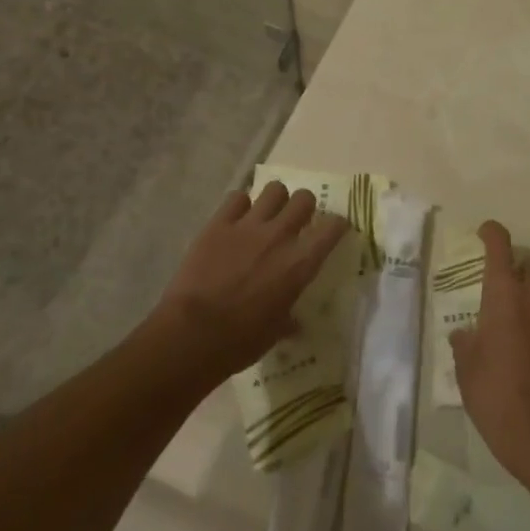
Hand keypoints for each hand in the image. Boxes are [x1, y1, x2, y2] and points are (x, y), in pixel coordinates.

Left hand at [151, 182, 348, 378]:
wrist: (192, 334)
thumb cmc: (240, 341)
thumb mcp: (275, 332)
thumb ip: (288, 318)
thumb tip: (294, 323)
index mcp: (300, 263)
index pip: (333, 227)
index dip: (337, 225)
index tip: (333, 230)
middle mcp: (280, 236)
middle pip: (304, 198)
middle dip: (304, 206)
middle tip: (296, 221)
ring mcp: (248, 226)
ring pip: (274, 189)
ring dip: (274, 200)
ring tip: (266, 214)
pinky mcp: (218, 224)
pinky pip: (236, 198)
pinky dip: (239, 206)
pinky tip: (235, 220)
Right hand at [451, 221, 529, 484]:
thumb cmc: (496, 395)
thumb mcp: (466, 369)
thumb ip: (465, 343)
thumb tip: (465, 334)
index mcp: (504, 295)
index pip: (500, 245)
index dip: (492, 233)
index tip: (486, 233)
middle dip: (519, 269)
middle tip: (505, 288)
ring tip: (525, 322)